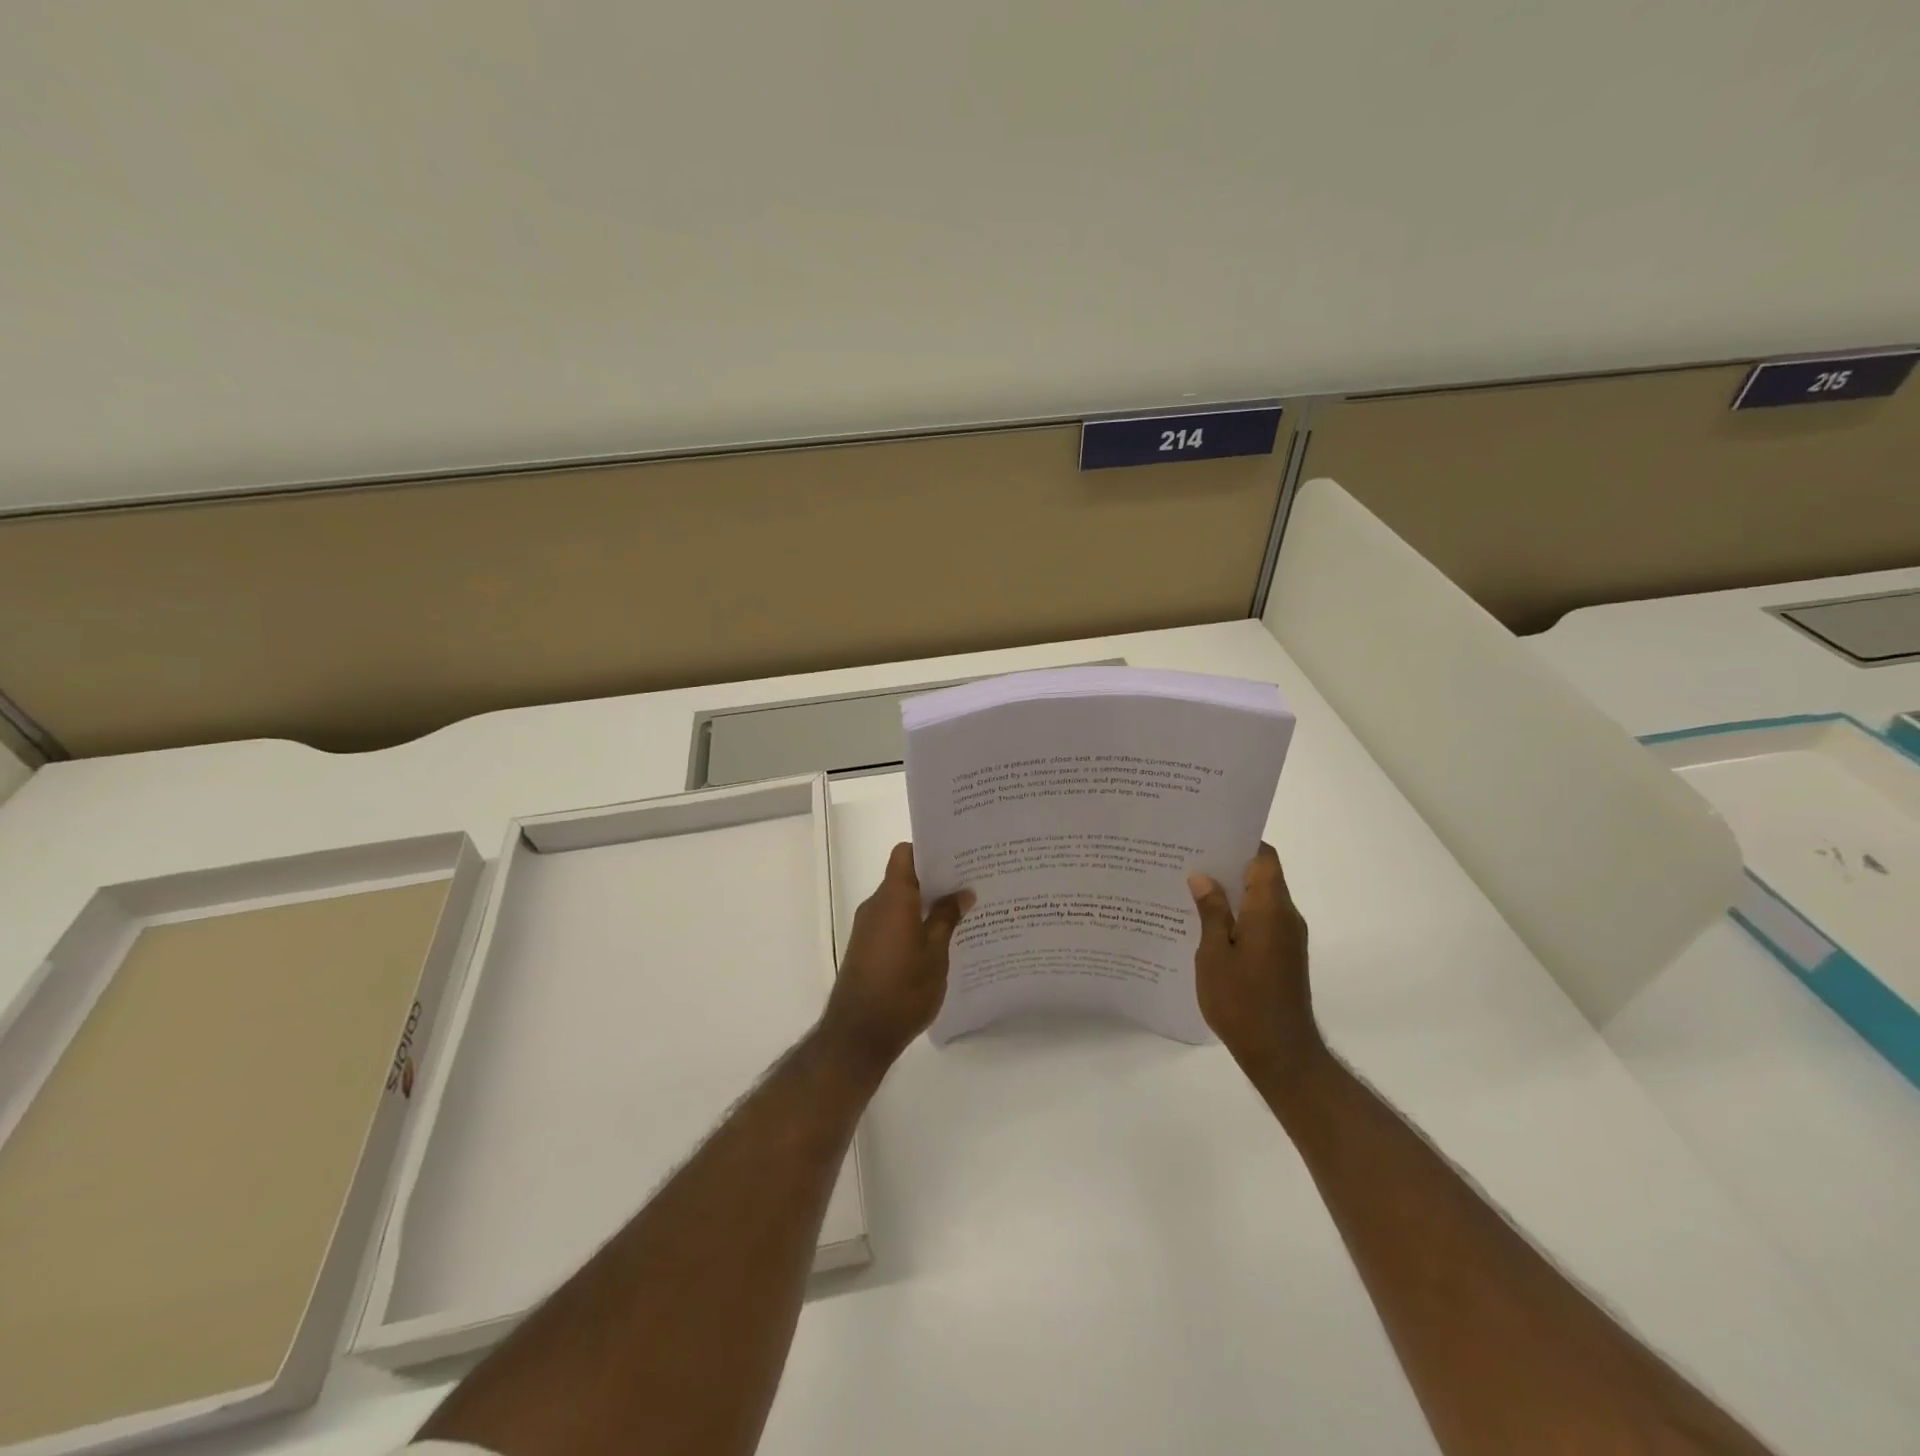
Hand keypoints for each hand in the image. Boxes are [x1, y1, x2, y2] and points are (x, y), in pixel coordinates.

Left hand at [821, 842, 973, 1073]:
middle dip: (935, 879)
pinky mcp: (866, 947)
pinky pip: (892, 922)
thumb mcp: (935, 954)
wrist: (858, 1035)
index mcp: (893, 898)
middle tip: (969, 883)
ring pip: (899, 902)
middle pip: (904, 877)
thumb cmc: (902, 990)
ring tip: (961, 912)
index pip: (905, 855)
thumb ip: (947, 919)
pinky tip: (939, 940)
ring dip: (925, 904)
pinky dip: (913, 923)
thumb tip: (962, 892)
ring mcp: (867, 927)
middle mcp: (876, 905)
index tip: (957, 856)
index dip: (928, 850)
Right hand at [1188, 843, 1322, 1071]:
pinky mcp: (1284, 956)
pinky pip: (1261, 921)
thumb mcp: (1214, 954)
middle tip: (1187, 859)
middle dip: (1227, 864)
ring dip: (1231, 891)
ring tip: (1189, 888)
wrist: (1280, 1054)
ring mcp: (1287, 938)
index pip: (1263, 857)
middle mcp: (1286, 917)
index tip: (1207, 836)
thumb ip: (1211, 912)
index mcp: (1271, 909)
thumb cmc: (1242, 1001)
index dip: (1239, 841)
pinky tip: (1206, 923)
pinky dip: (1237, 914)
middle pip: (1261, 875)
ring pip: (1260, 899)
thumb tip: (1203, 877)